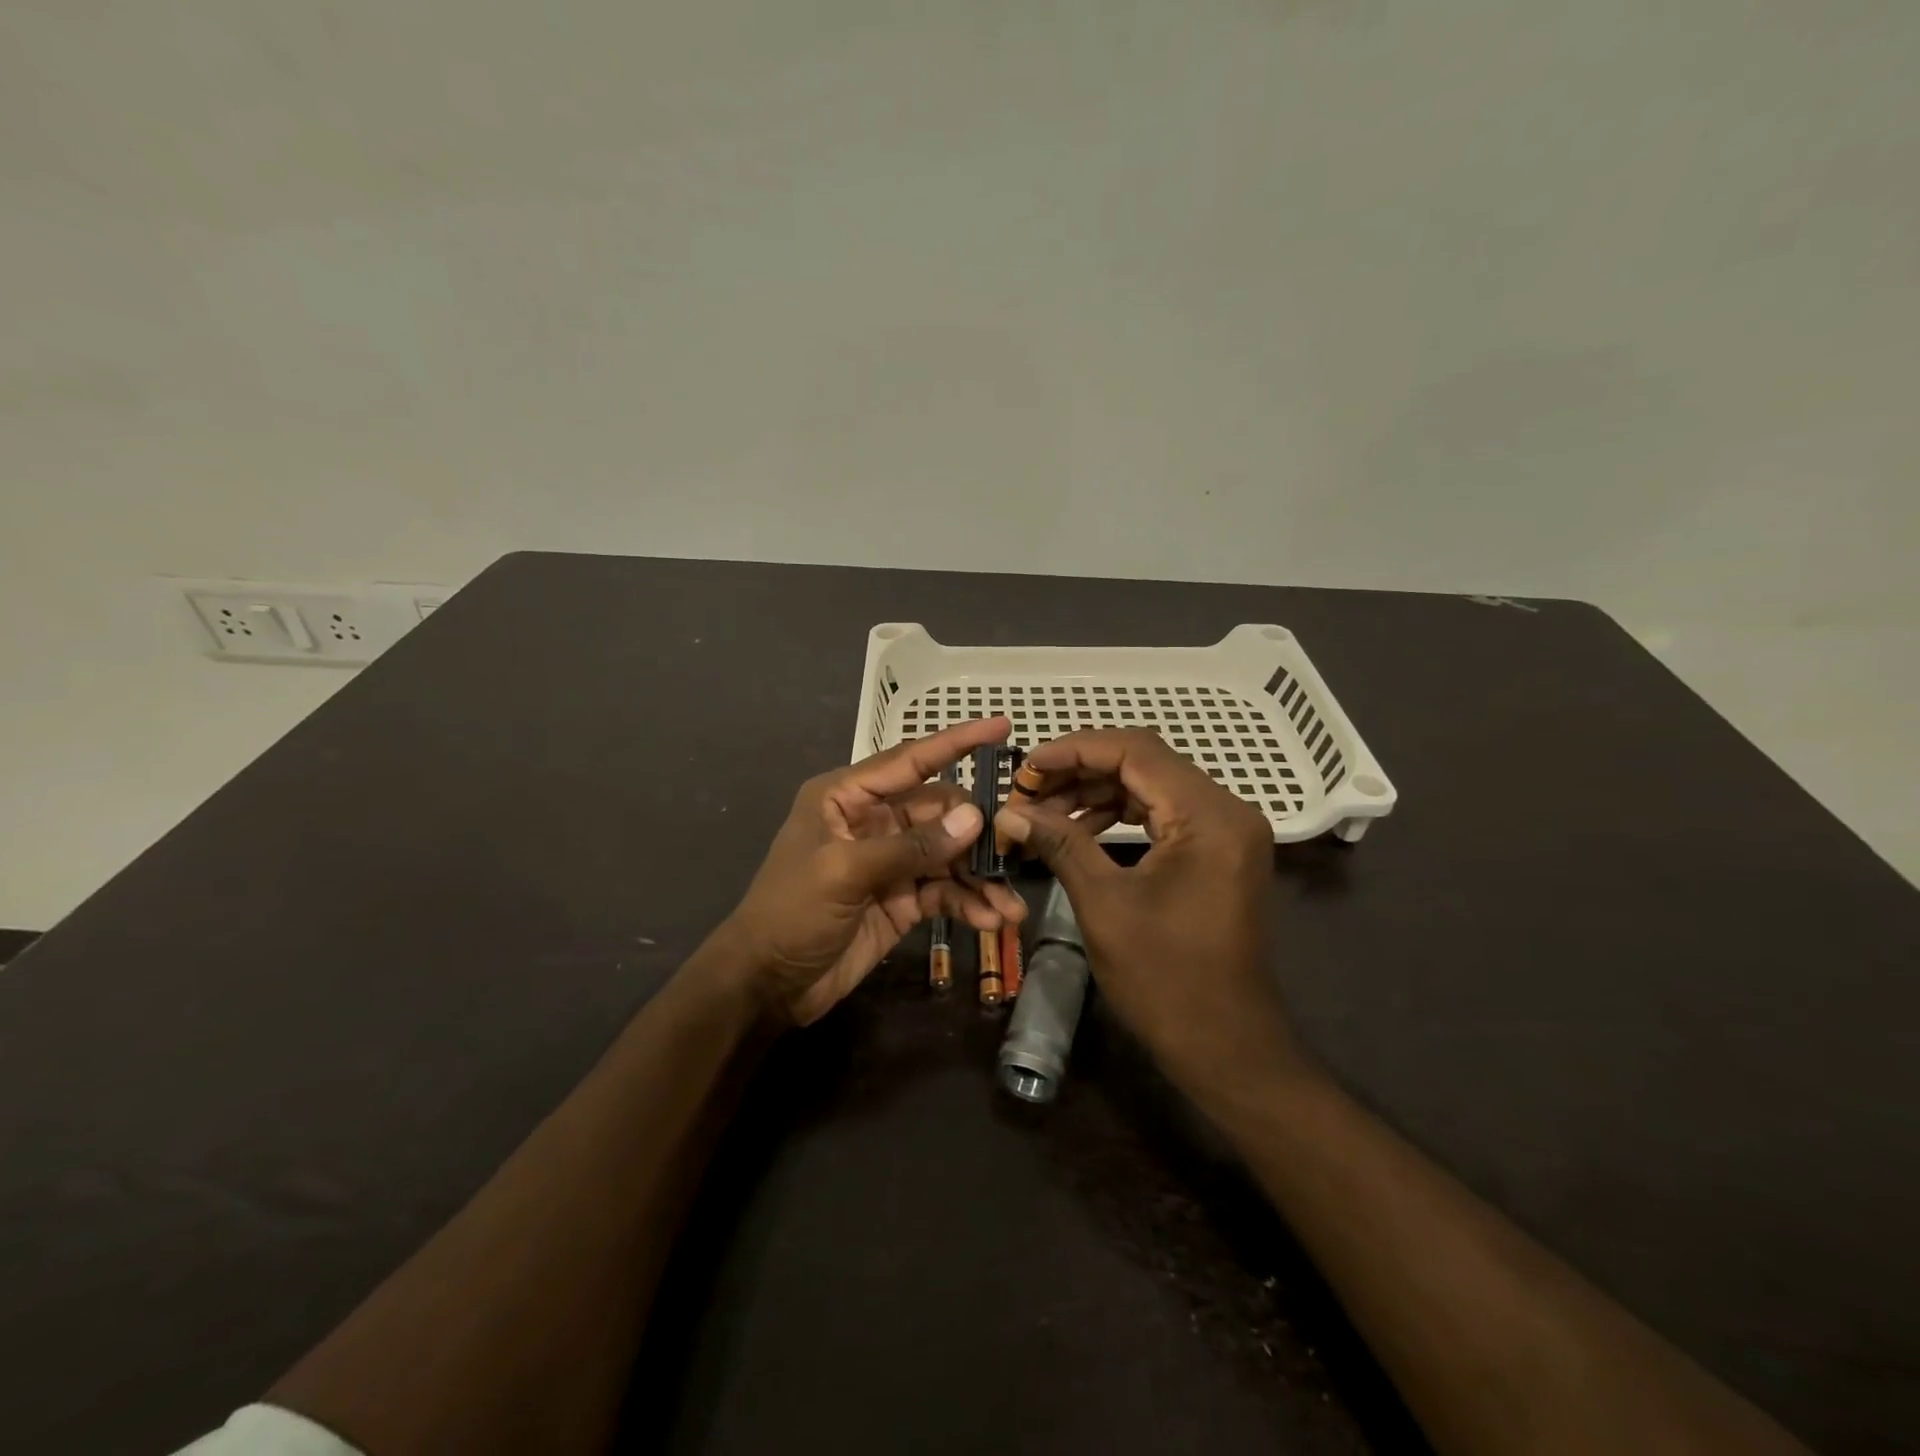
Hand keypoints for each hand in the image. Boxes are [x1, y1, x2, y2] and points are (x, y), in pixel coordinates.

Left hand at [717, 717, 1026, 1026]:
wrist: (768, 984)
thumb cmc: (791, 912)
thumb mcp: (845, 873)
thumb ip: (911, 846)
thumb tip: (975, 818)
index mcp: (848, 796)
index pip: (911, 760)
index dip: (957, 742)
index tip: (1001, 726)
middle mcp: (873, 820)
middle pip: (940, 811)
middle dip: (977, 832)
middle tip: (1014, 851)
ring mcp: (891, 861)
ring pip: (949, 855)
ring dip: (980, 877)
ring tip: (1010, 904)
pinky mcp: (903, 899)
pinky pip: (945, 892)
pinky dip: (968, 903)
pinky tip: (992, 919)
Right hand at [993, 729, 1302, 1100]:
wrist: (1226, 1045)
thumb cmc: (1165, 979)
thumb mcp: (1104, 904)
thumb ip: (1059, 843)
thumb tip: (1009, 811)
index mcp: (1209, 816)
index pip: (1136, 752)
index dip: (1075, 750)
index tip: (1027, 766)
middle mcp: (1226, 810)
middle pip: (1145, 762)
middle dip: (1081, 770)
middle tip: (1029, 789)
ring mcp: (1226, 831)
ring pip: (1152, 784)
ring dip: (1096, 791)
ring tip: (1045, 810)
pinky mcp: (1218, 851)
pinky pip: (1164, 812)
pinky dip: (1120, 813)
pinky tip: (1080, 828)